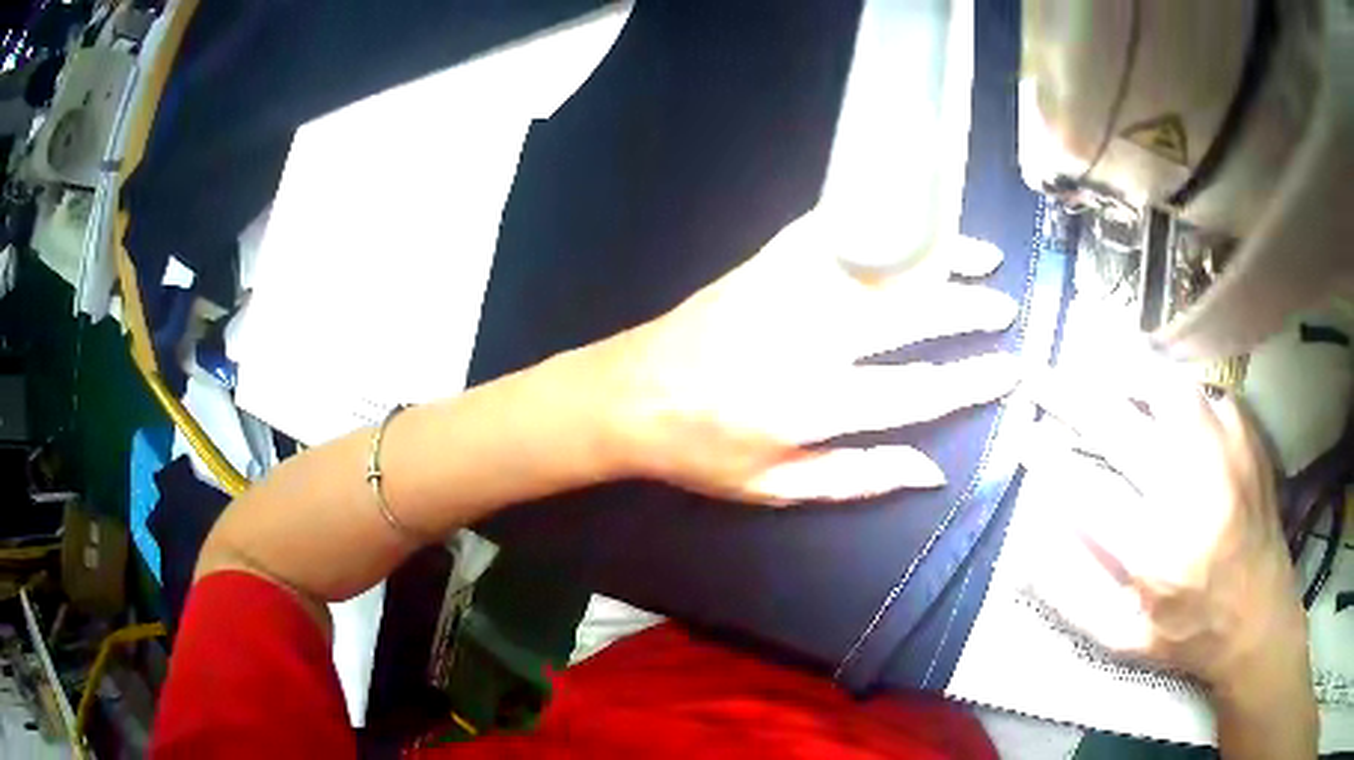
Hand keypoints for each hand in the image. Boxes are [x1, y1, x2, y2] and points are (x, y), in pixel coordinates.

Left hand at [595, 208, 1019, 503]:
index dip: (970, 380)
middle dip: (966, 310)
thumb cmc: (702, 452)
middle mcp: (809, 341)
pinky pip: (831, 232)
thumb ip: (858, 478)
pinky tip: (909, 221)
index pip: (916, 392)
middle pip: (908, 317)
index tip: (1008, 368)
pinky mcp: (766, 264)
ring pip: (881, 268)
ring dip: (937, 258)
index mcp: (813, 407)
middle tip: (1004, 307)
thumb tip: (931, 470)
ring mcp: (786, 293)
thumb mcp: (776, 487)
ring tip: (980, 255)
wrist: (630, 395)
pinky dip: (878, 223)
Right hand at [1024, 363, 1314, 751]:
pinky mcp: (1246, 435)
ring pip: (1168, 387)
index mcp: (1156, 554)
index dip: (1047, 458)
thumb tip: (1029, 541)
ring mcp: (1226, 454)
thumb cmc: (1187, 634)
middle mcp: (1191, 493)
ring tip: (1100, 367)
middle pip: (1120, 427)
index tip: (1024, 438)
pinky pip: (1204, 392)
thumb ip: (1072, 594)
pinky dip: (1175, 388)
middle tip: (1041, 380)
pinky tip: (1162, 400)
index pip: (1086, 490)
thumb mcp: (1120, 639)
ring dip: (1125, 374)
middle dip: (1069, 398)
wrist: (1258, 615)